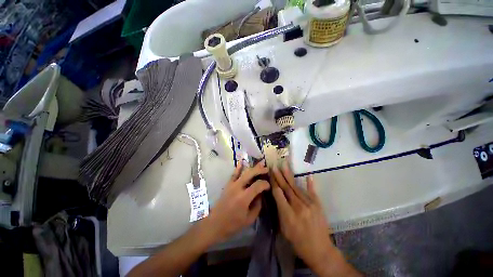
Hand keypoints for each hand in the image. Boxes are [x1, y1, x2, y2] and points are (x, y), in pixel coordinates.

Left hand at [207, 161, 269, 242]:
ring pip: (243, 172)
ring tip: (260, 164)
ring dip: (252, 167)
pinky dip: (238, 167)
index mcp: (244, 198)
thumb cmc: (233, 224)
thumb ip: (257, 205)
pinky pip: (234, 174)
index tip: (269, 186)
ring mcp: (231, 185)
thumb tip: (261, 194)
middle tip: (267, 169)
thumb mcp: (249, 219)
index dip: (265, 184)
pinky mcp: (227, 185)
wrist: (215, 224)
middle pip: (250, 174)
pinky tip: (242, 161)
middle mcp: (238, 188)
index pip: (257, 185)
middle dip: (260, 170)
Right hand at [270, 161, 335, 274]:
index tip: (270, 174)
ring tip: (284, 166)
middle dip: (279, 176)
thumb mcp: (284, 230)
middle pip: (286, 188)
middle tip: (275, 166)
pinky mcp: (318, 204)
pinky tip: (308, 175)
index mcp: (288, 214)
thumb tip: (277, 197)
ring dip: (289, 176)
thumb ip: (280, 212)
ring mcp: (310, 204)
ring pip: (296, 187)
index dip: (273, 183)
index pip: (278, 194)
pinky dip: (310, 183)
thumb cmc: (299, 242)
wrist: (320, 250)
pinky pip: (312, 191)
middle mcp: (298, 206)